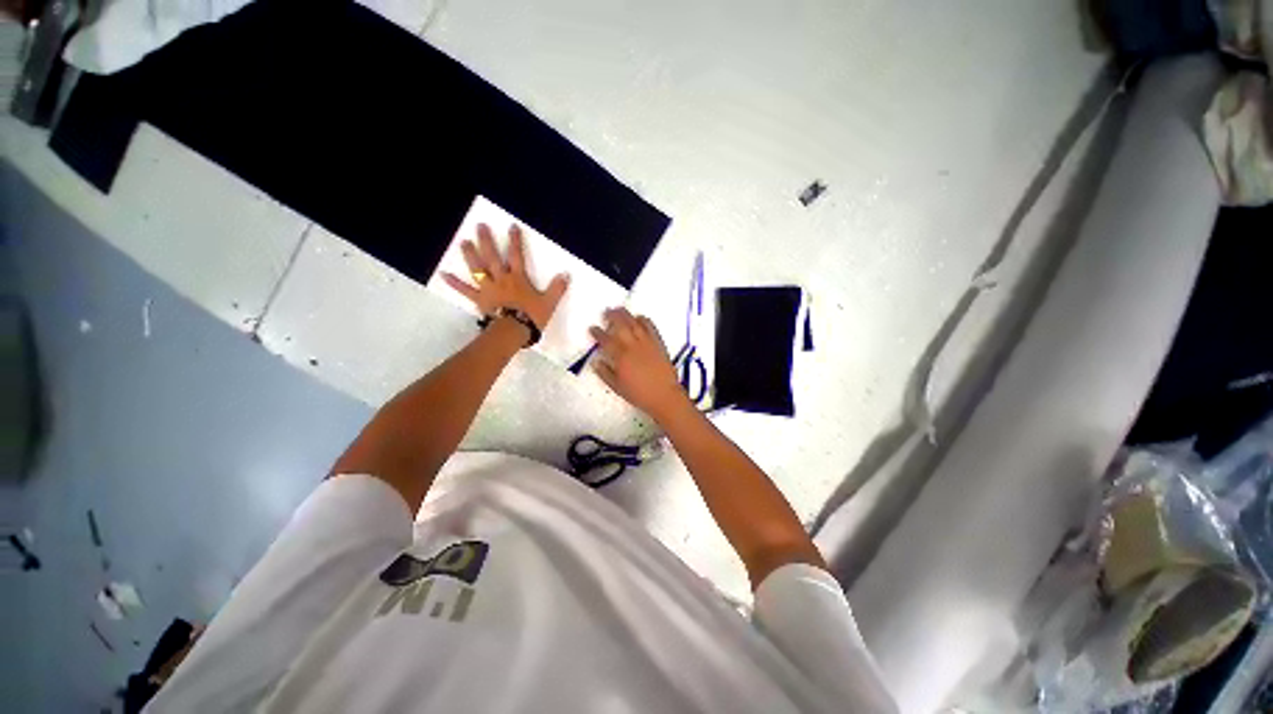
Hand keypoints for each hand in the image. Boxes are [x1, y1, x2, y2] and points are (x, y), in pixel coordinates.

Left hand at [441, 223, 569, 332]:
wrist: (514, 331)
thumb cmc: (531, 317)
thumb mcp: (549, 302)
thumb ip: (557, 288)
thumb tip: (566, 274)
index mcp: (518, 278)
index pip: (517, 256)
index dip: (514, 241)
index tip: (511, 226)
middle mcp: (502, 279)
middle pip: (493, 257)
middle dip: (487, 241)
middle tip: (479, 226)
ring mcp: (488, 288)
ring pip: (478, 269)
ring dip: (470, 255)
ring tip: (463, 242)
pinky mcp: (479, 299)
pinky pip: (465, 290)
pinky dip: (454, 283)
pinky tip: (443, 274)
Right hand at [589, 308, 689, 418]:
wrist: (664, 395)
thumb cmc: (639, 394)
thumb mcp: (617, 387)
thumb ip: (605, 373)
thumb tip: (595, 361)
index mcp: (621, 357)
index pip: (606, 341)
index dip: (597, 333)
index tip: (592, 328)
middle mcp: (632, 346)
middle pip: (620, 326)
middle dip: (611, 317)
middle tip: (605, 312)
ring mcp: (647, 343)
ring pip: (634, 323)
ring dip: (626, 314)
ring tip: (619, 309)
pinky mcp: (658, 343)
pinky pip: (650, 327)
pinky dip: (644, 320)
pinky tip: (639, 317)